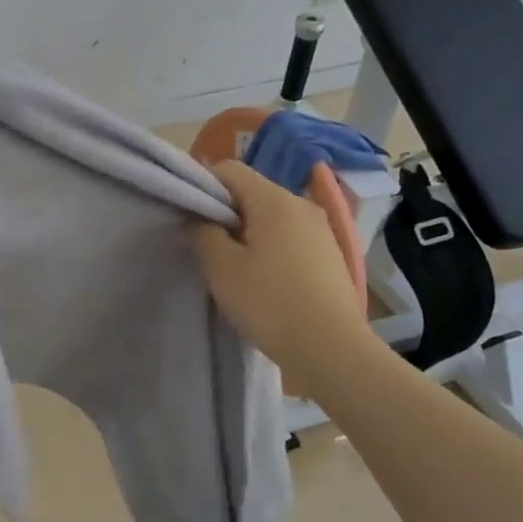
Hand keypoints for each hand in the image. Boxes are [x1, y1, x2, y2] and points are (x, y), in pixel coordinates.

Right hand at [188, 160, 371, 378]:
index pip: (229, 170)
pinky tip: (264, 279)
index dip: (203, 185)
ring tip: (235, 266)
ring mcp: (321, 229)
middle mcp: (301, 204)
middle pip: (252, 191)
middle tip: (208, 245)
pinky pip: (290, 236)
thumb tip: (199, 218)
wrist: (333, 351)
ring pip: (272, 215)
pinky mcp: (331, 254)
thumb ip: (202, 232)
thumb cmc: (270, 303)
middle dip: (225, 211)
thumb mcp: (221, 268)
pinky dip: (271, 246)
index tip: (190, 216)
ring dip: (248, 231)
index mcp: (274, 200)